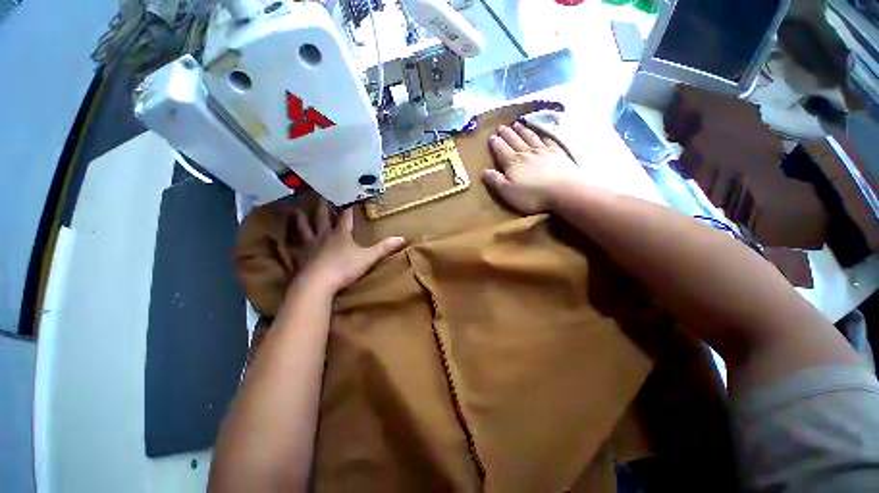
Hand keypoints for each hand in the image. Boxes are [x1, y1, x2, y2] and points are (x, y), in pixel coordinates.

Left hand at [291, 201, 405, 294]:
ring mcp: (311, 246)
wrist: (317, 284)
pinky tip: (287, 241)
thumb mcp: (368, 258)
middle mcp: (324, 236)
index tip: (348, 197)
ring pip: (305, 229)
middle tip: (319, 195)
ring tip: (296, 211)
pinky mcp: (301, 258)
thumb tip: (402, 238)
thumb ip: (384, 248)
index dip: (348, 208)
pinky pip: (296, 246)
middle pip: (323, 217)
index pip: (345, 217)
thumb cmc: (344, 268)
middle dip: (323, 207)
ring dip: (301, 220)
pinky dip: (291, 241)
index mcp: (341, 234)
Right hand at [482, 121, 579, 213]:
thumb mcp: (507, 192)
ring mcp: (543, 151)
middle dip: (507, 133)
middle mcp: (526, 153)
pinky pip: (547, 140)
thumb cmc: (532, 195)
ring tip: (517, 124)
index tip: (491, 136)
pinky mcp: (557, 153)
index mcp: (513, 163)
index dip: (495, 144)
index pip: (501, 150)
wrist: (564, 191)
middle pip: (514, 140)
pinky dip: (542, 134)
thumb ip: (495, 181)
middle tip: (501, 126)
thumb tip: (484, 171)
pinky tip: (541, 132)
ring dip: (522, 130)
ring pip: (530, 137)